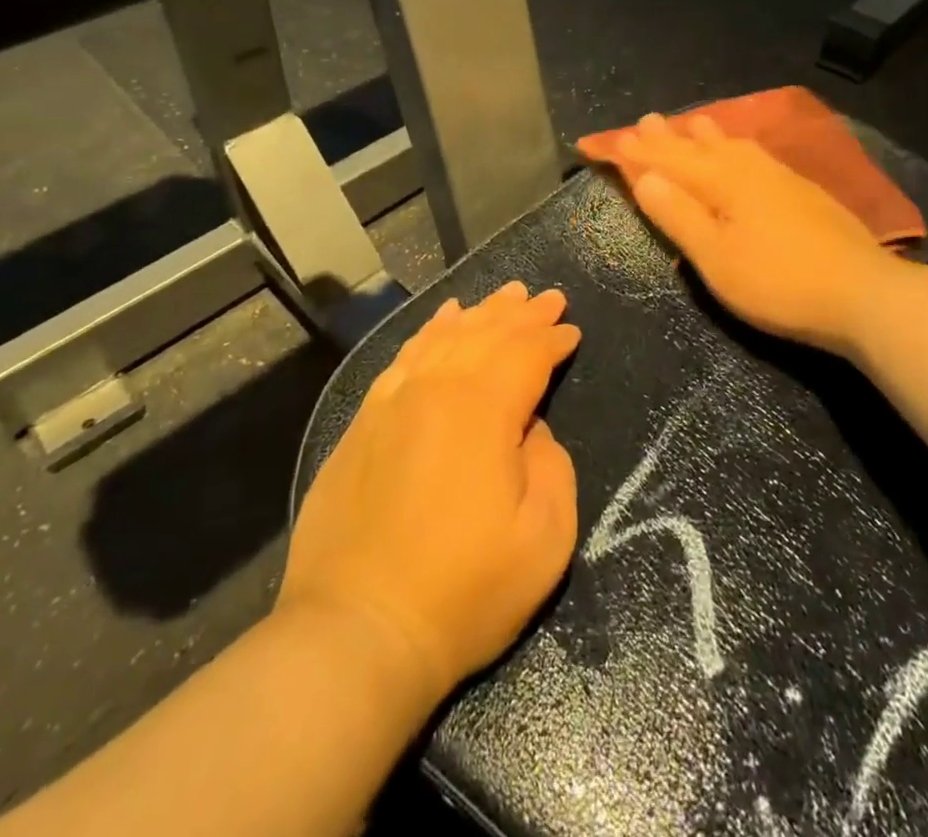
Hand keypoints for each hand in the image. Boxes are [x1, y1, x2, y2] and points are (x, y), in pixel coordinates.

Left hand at [277, 284, 580, 709]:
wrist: (356, 631)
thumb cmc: (463, 591)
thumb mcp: (543, 540)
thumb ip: (552, 466)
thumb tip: (532, 427)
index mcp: (482, 410)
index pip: (525, 355)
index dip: (552, 339)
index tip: (572, 331)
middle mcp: (436, 389)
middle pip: (486, 335)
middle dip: (522, 313)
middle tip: (547, 297)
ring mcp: (393, 402)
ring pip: (444, 337)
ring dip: (480, 313)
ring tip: (504, 295)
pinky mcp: (363, 422)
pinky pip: (404, 358)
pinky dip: (429, 332)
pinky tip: (442, 320)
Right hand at [590, 113, 897, 358]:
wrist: (863, 293)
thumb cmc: (778, 282)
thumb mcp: (716, 258)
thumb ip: (679, 215)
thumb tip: (644, 176)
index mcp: (722, 181)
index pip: (668, 160)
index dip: (637, 152)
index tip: (611, 139)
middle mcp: (748, 168)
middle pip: (699, 146)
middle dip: (669, 137)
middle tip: (646, 120)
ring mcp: (780, 176)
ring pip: (732, 145)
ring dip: (705, 135)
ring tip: (692, 122)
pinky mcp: (802, 190)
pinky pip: (755, 153)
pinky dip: (735, 145)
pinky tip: (744, 151)